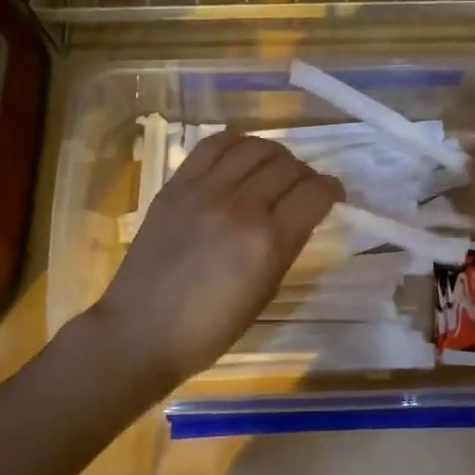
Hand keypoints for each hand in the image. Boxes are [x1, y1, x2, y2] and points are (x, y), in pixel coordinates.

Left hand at [87, 132, 341, 391]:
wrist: (140, 331)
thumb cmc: (209, 328)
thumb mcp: (265, 292)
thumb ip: (287, 245)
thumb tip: (302, 214)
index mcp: (269, 241)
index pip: (315, 192)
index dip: (333, 189)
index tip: (333, 195)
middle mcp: (241, 206)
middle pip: (289, 165)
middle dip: (306, 174)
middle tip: (302, 189)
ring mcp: (204, 190)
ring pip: (255, 147)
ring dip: (275, 155)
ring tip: (273, 170)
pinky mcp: (176, 185)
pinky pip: (214, 145)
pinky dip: (236, 144)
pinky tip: (241, 156)